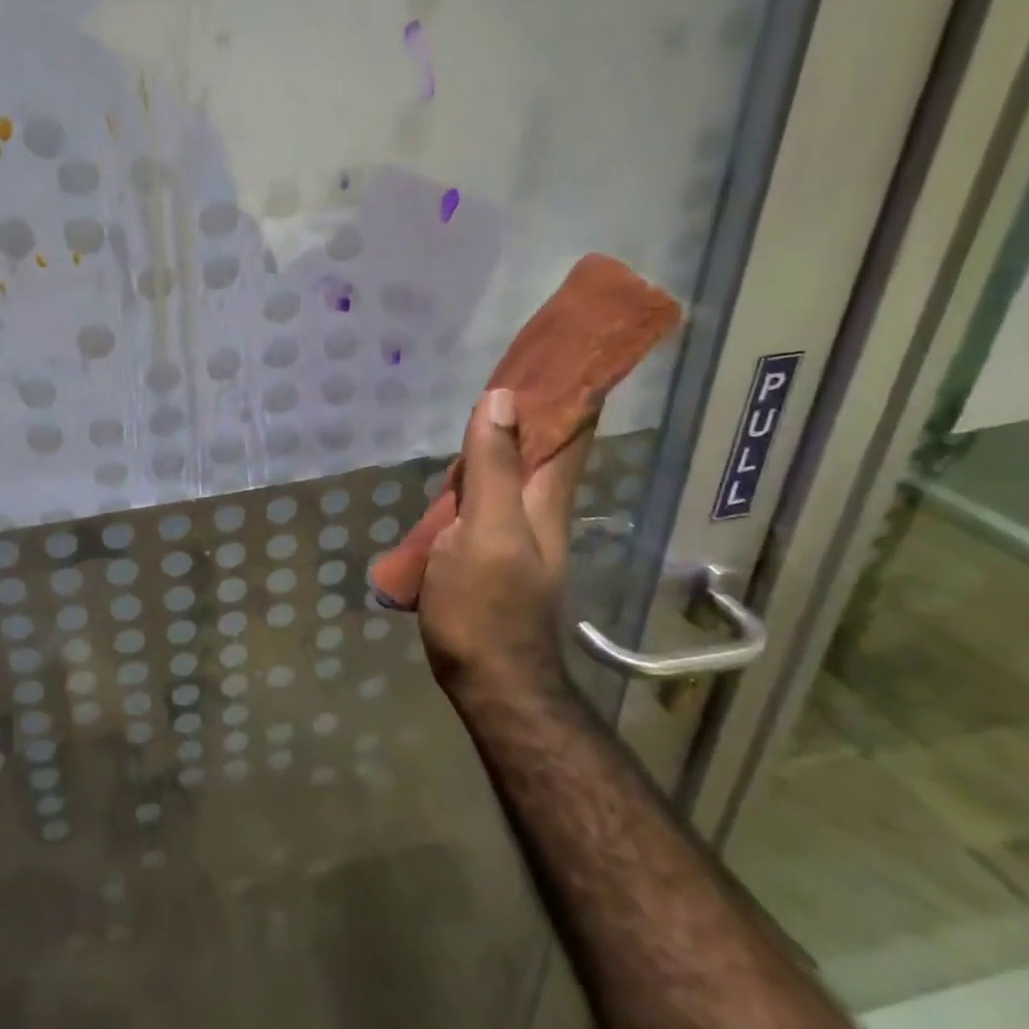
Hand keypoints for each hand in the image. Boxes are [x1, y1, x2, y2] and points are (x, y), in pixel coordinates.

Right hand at [418, 389, 589, 694]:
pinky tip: (456, 468)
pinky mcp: (489, 548)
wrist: (487, 677)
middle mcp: (538, 508)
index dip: (573, 390)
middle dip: (533, 405)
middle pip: (542, 446)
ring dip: (502, 437)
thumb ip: (492, 468)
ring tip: (478, 405)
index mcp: (546, 498)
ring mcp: (514, 530)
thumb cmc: (488, 605)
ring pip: (511, 469)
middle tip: (509, 365)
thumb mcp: (485, 532)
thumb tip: (502, 398)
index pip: (570, 431)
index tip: (564, 350)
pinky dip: (477, 470)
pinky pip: (487, 494)